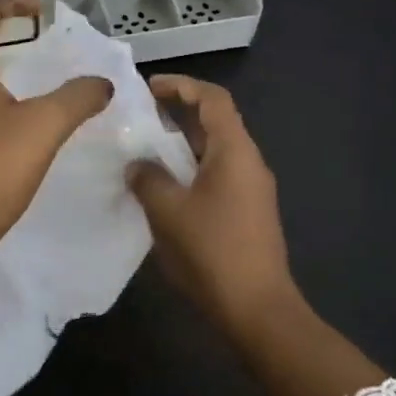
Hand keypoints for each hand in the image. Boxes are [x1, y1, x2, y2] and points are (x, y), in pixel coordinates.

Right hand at [129, 76, 386, 395]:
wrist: (257, 310)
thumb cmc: (212, 251)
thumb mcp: (168, 210)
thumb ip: (147, 178)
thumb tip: (138, 165)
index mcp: (234, 151)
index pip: (213, 99)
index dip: (182, 85)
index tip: (148, 88)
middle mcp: (248, 162)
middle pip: (215, 122)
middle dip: (178, 114)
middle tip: (139, 118)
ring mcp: (251, 189)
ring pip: (214, 152)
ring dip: (181, 146)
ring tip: (144, 152)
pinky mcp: (248, 213)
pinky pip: (216, 176)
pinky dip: (190, 171)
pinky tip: (163, 189)